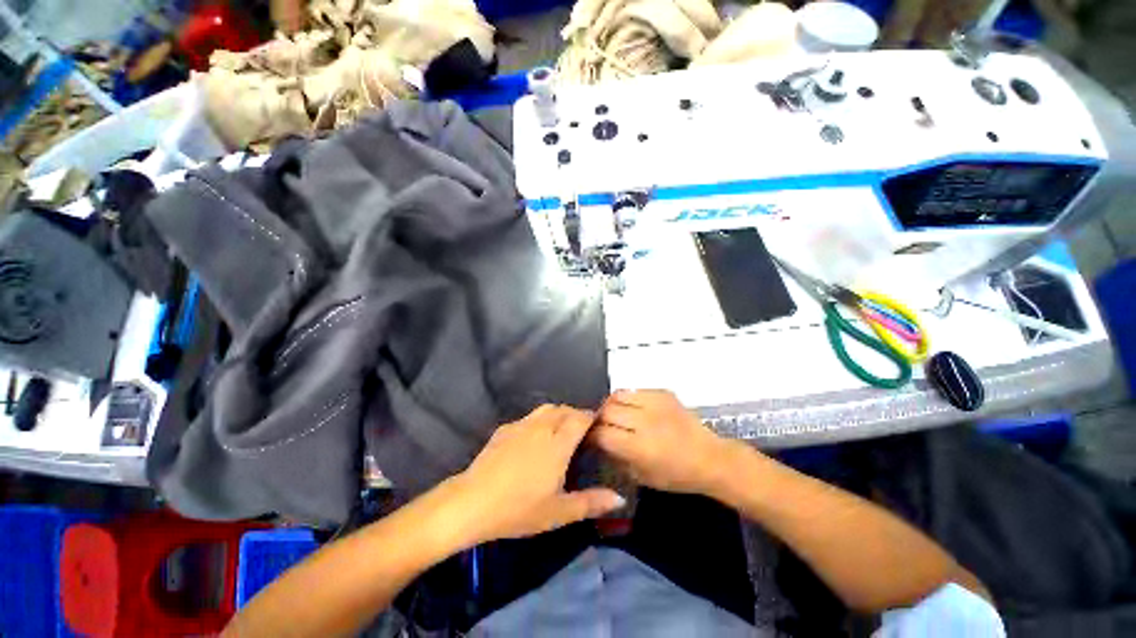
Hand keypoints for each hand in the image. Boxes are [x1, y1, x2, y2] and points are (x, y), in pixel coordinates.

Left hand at [446, 405, 624, 546]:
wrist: (472, 502)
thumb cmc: (519, 509)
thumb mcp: (559, 512)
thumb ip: (592, 502)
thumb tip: (620, 499)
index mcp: (558, 442)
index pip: (581, 417)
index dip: (591, 417)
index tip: (598, 427)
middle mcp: (541, 426)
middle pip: (564, 409)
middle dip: (576, 415)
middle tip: (581, 433)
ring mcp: (521, 425)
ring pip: (546, 409)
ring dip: (558, 414)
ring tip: (560, 432)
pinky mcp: (505, 429)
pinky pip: (529, 417)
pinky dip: (539, 421)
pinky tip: (534, 439)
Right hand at [593, 390, 735, 494]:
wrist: (710, 458)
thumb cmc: (676, 475)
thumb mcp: (641, 477)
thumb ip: (616, 458)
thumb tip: (599, 443)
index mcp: (640, 447)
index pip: (602, 433)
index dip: (591, 436)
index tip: (589, 439)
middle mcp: (645, 421)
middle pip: (607, 410)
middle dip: (598, 419)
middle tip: (601, 426)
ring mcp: (655, 403)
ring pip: (618, 394)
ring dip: (611, 405)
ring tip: (613, 414)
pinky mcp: (663, 393)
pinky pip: (635, 390)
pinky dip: (628, 399)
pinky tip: (632, 408)